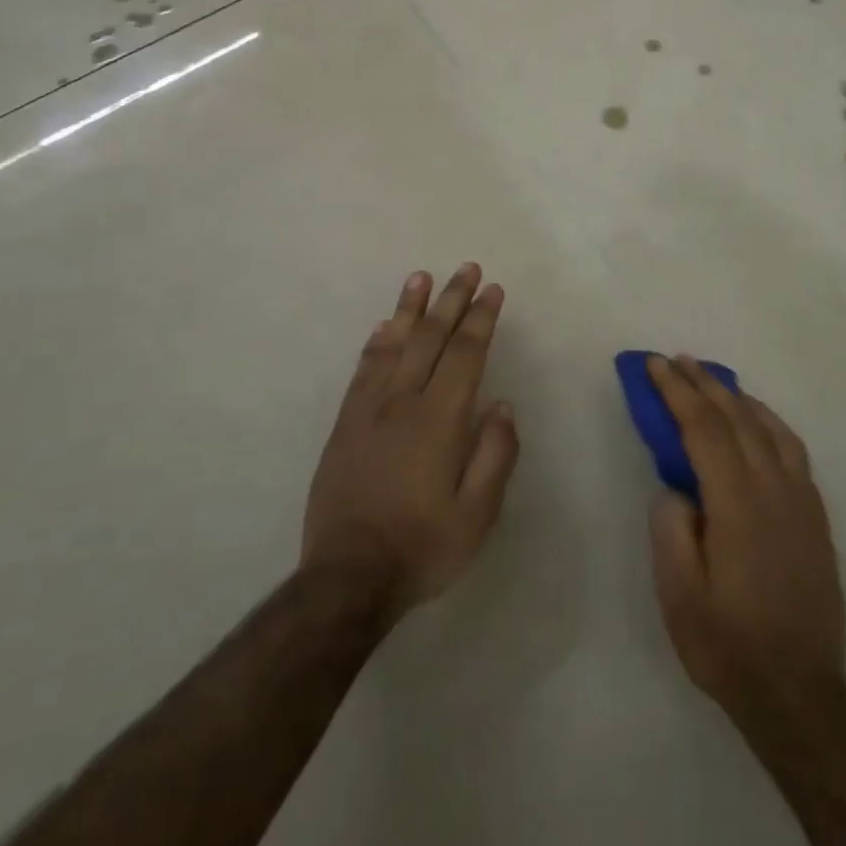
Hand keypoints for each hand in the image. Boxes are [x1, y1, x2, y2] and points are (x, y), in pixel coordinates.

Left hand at [302, 264, 520, 616]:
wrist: (348, 576)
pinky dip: (377, 340)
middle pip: (430, 338)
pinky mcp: (345, 423)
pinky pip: (363, 369)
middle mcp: (403, 402)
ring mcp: (368, 410)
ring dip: (410, 308)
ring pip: (393, 344)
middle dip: (451, 300)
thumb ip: (494, 454)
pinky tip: (384, 325)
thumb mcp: (477, 514)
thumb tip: (501, 405)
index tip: (492, 290)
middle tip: (466, 269)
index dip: (481, 318)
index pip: (465, 354)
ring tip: (421, 277)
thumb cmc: (422, 546)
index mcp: (439, 420)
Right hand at [646, 356, 845, 726]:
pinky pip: (793, 451)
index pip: (704, 430)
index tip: (655, 365)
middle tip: (676, 360)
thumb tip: (677, 487)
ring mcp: (801, 503)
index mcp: (737, 506)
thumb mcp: (679, 594)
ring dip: (738, 398)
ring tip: (712, 380)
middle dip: (704, 384)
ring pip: (770, 429)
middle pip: (738, 419)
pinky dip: (769, 422)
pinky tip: (757, 422)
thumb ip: (672, 529)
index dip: (677, 392)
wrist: (800, 693)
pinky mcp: (815, 518)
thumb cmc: (728, 645)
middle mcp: (775, 492)